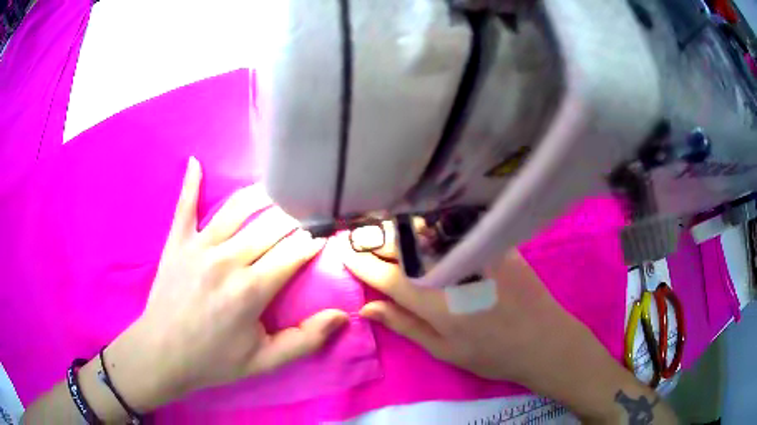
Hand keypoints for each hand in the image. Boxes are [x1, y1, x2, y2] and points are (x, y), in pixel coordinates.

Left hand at [105, 157, 347, 410]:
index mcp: (251, 289)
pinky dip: (191, 183)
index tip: (329, 233)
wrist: (163, 354)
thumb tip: (344, 317)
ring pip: (238, 207)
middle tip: (312, 209)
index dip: (316, 241)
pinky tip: (196, 162)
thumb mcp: (265, 362)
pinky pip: (185, 205)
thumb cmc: (214, 360)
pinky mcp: (177, 241)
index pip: (295, 252)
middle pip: (272, 225)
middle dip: (298, 215)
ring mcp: (199, 245)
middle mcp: (227, 259)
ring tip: (281, 186)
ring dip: (263, 194)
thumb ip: (305, 340)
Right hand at [341, 225, 652, 421]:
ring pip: (425, 231)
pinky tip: (421, 225)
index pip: (386, 276)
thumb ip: (404, 326)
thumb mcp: (443, 351)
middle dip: (375, 242)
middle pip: (402, 247)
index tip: (343, 252)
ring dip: (399, 230)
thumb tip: (367, 308)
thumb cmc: (491, 354)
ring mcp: (475, 251)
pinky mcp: (494, 242)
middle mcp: (451, 269)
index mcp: (435, 301)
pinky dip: (430, 225)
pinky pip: (453, 226)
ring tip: (383, 231)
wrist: (544, 339)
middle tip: (358, 237)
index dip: (361, 263)